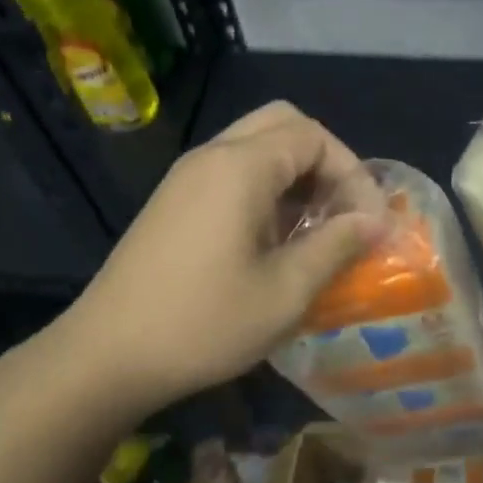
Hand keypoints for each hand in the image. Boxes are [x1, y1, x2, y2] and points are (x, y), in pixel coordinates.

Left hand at [64, 102, 386, 414]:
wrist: (106, 357)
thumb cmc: (204, 323)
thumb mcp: (286, 290)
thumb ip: (336, 245)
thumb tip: (376, 220)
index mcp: (240, 167)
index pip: (314, 136)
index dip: (353, 172)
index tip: (369, 223)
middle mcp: (211, 156)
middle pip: (283, 124)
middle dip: (325, 160)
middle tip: (342, 209)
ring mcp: (186, 178)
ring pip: (256, 147)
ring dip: (296, 175)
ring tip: (316, 228)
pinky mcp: (173, 202)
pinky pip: (232, 172)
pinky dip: (266, 188)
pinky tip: (274, 240)